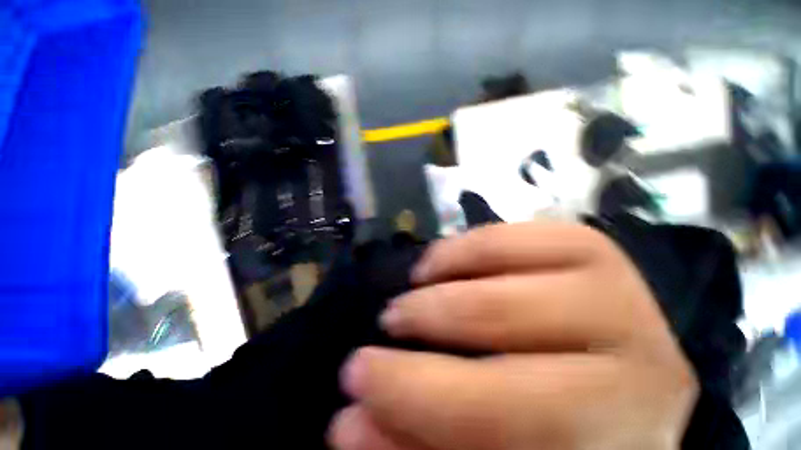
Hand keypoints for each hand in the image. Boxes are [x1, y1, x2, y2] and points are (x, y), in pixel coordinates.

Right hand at [327, 222, 697, 449]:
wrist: (620, 383)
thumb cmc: (562, 431)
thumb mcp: (488, 445)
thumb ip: (418, 435)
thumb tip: (348, 425)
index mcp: (609, 438)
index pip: (504, 417)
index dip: (418, 396)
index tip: (357, 378)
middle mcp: (630, 360)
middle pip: (511, 322)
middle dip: (432, 317)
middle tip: (388, 318)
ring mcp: (621, 292)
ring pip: (520, 261)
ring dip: (452, 268)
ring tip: (415, 283)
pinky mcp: (600, 253)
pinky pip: (527, 230)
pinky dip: (477, 240)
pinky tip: (447, 258)